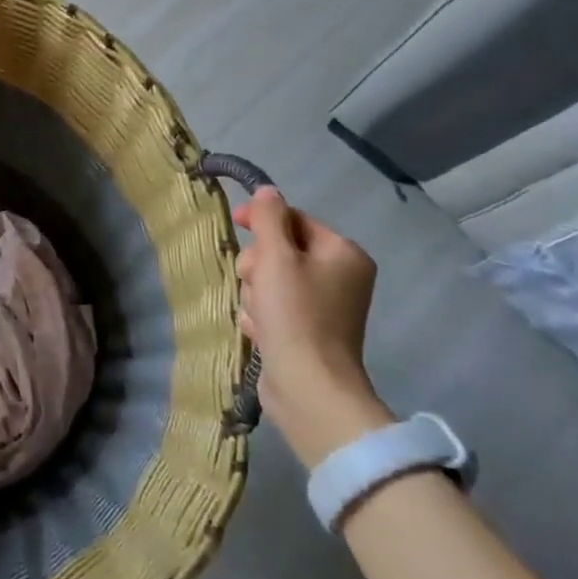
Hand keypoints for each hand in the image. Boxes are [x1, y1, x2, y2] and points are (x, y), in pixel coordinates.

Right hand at [231, 187, 390, 468]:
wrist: (309, 387)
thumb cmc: (295, 315)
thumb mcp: (276, 257)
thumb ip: (268, 219)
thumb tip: (267, 191)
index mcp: (343, 253)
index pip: (295, 219)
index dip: (262, 219)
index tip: (234, 222)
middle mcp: (341, 276)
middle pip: (281, 251)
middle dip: (258, 265)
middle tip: (254, 282)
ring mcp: (326, 307)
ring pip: (272, 280)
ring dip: (256, 293)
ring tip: (259, 315)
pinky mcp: (308, 332)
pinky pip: (274, 308)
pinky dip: (262, 316)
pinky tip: (261, 331)